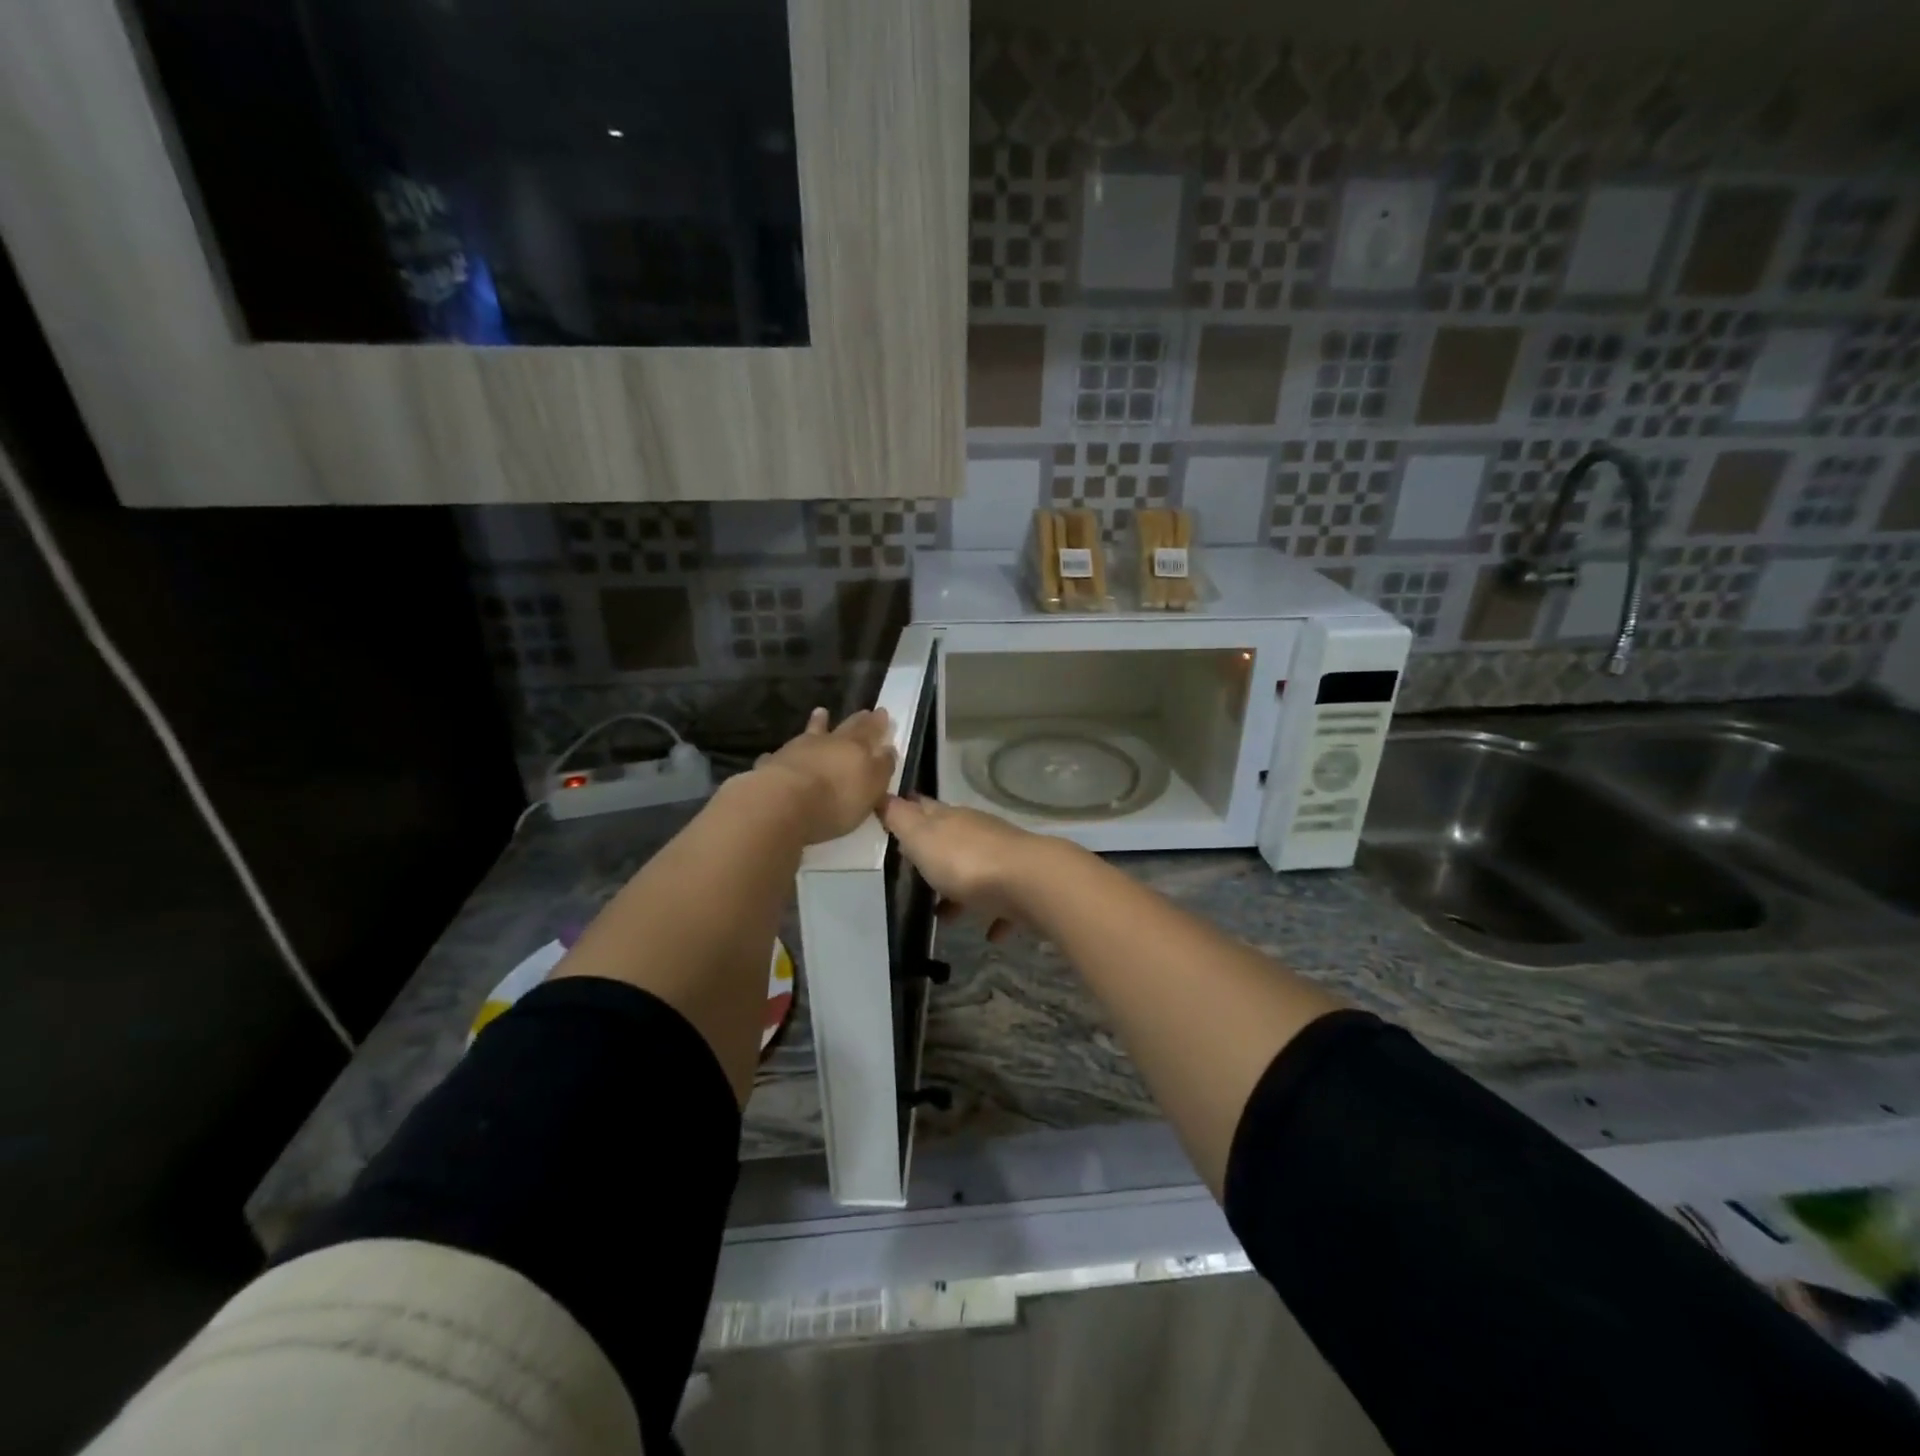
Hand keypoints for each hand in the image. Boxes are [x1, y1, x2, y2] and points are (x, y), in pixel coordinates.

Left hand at [754, 707, 895, 844]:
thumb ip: (882, 766)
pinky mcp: (772, 765)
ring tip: (821, 712)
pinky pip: (779, 756)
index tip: (882, 712)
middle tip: (863, 712)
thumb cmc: (836, 799)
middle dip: (856, 721)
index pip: (871, 730)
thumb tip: (888, 748)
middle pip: (845, 728)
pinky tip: (777, 754)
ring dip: (817, 724)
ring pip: (811, 733)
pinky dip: (783, 754)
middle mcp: (827, 742)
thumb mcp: (872, 787)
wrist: (783, 804)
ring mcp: (796, 750)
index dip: (877, 723)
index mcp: (855, 747)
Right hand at [880, 794, 1052, 941]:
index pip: (925, 808)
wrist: (1031, 884)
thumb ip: (901, 819)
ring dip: (961, 892)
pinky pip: (1005, 903)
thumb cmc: (966, 862)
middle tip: (915, 876)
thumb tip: (884, 795)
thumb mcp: (922, 837)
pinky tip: (989, 935)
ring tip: (945, 918)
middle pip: (952, 841)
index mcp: (952, 819)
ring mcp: (1005, 860)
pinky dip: (996, 915)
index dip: (909, 811)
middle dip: (934, 856)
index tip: (894, 818)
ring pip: (977, 873)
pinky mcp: (1024, 888)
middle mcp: (979, 834)